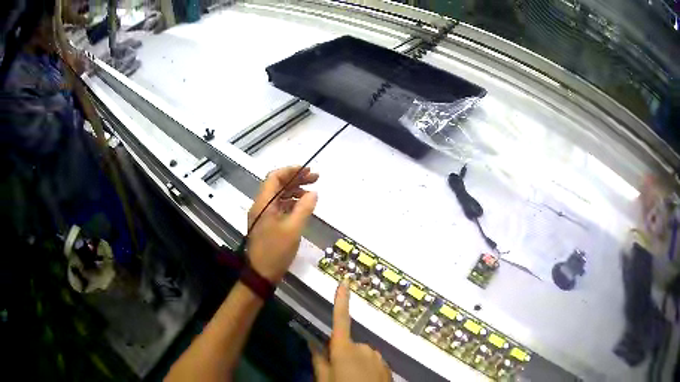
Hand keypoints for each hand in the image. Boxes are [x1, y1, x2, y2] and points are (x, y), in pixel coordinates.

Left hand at [247, 166, 318, 282]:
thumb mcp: (293, 229)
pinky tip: (303, 206)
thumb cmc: (276, 251)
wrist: (261, 274)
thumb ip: (304, 208)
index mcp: (263, 204)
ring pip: (279, 196)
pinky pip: (279, 207)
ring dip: (294, 191)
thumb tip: (314, 193)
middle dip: (296, 179)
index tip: (308, 170)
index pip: (275, 177)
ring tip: (312, 192)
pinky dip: (291, 203)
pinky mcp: (266, 224)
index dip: (291, 171)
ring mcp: (262, 215)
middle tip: (315, 178)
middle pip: (277, 185)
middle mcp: (260, 206)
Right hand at [312, 281, 391, 381]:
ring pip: (362, 355)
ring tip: (351, 381)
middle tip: (337, 375)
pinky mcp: (387, 367)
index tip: (345, 281)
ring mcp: (378, 357)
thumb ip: (319, 361)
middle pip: (348, 345)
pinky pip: (373, 363)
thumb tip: (312, 343)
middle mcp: (363, 348)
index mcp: (344, 349)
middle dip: (343, 355)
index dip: (342, 301)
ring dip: (356, 364)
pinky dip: (367, 370)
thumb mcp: (324, 379)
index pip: (341, 321)